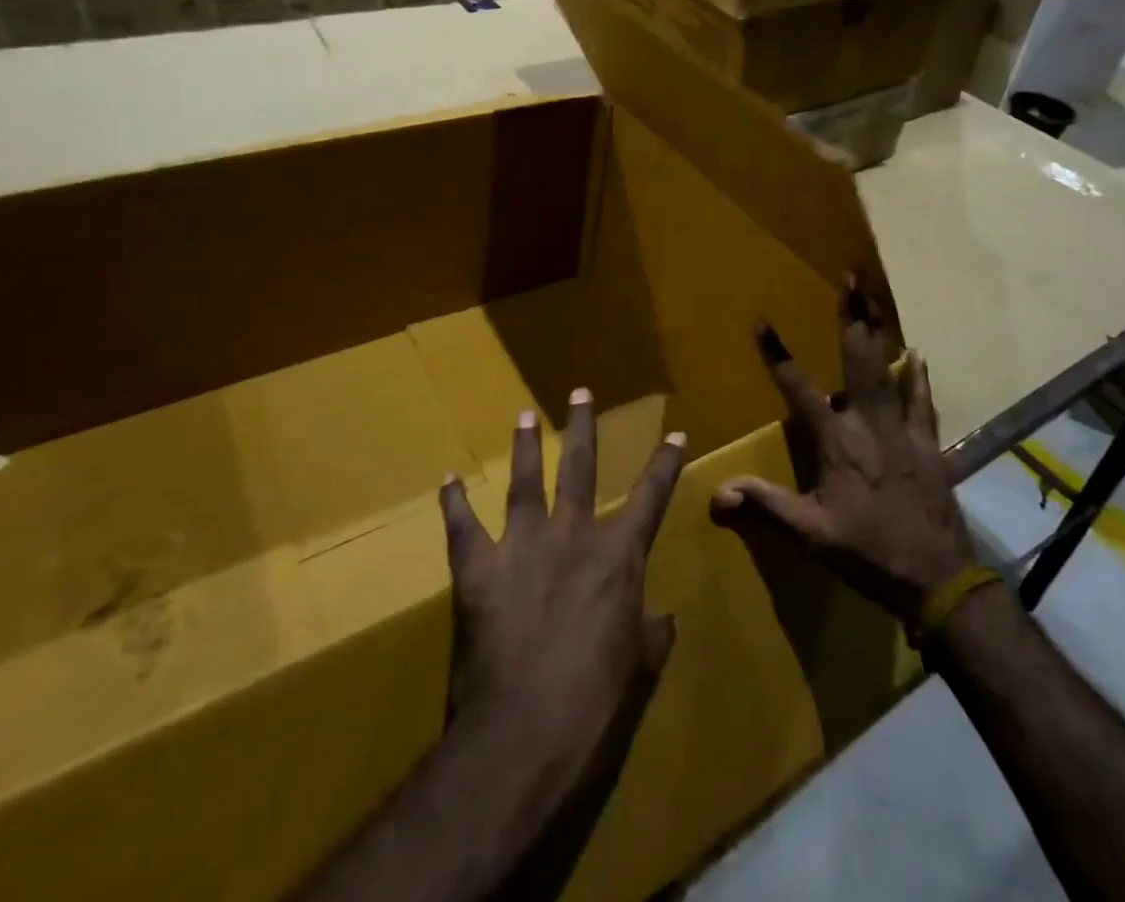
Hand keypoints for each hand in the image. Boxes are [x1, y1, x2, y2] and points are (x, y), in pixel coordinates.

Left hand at [437, 387, 686, 787]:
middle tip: (580, 392)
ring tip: (524, 415)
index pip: (651, 497)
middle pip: (580, 468)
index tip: (675, 433)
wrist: (525, 731)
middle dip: (583, 427)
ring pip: (525, 481)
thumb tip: (665, 618)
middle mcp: (572, 535)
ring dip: (525, 447)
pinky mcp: (478, 568)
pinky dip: (454, 503)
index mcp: (618, 556)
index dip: (665, 464)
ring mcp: (523, 545)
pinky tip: (449, 480)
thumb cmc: (596, 703)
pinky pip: (462, 526)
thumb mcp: (639, 669)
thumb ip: (652, 634)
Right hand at [709, 281, 979, 624]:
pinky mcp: (927, 443)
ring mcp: (901, 429)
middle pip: (857, 358)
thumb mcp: (810, 534)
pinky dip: (917, 377)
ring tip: (877, 298)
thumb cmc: (868, 552)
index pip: (798, 388)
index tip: (762, 321)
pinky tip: (916, 355)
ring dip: (881, 332)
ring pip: (889, 369)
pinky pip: (922, 401)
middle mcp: (867, 422)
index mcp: (835, 440)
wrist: (938, 579)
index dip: (778, 354)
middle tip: (850, 277)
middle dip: (851, 316)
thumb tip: (716, 493)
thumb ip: (765, 506)